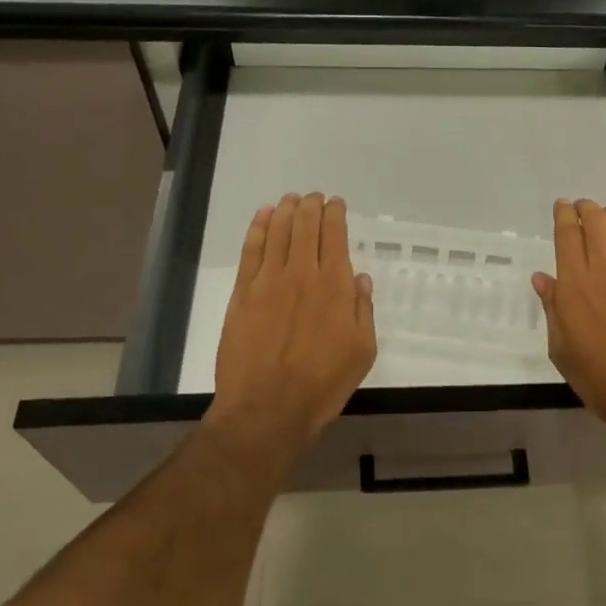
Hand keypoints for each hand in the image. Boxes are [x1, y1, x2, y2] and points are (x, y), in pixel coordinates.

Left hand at [210, 193, 376, 454]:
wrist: (267, 408)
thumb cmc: (322, 384)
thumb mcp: (362, 351)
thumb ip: (362, 310)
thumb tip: (360, 279)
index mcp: (334, 285)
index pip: (334, 234)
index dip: (335, 213)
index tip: (335, 204)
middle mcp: (302, 273)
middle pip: (304, 226)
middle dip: (311, 206)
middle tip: (313, 197)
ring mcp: (268, 281)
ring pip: (277, 231)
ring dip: (285, 210)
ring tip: (290, 200)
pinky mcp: (243, 294)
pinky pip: (251, 251)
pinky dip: (258, 228)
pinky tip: (263, 217)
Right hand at [533, 199, 605, 443]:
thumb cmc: (600, 379)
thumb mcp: (562, 349)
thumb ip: (552, 308)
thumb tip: (542, 279)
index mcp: (575, 283)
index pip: (568, 233)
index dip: (564, 214)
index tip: (562, 206)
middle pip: (596, 219)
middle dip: (586, 207)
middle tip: (581, 208)